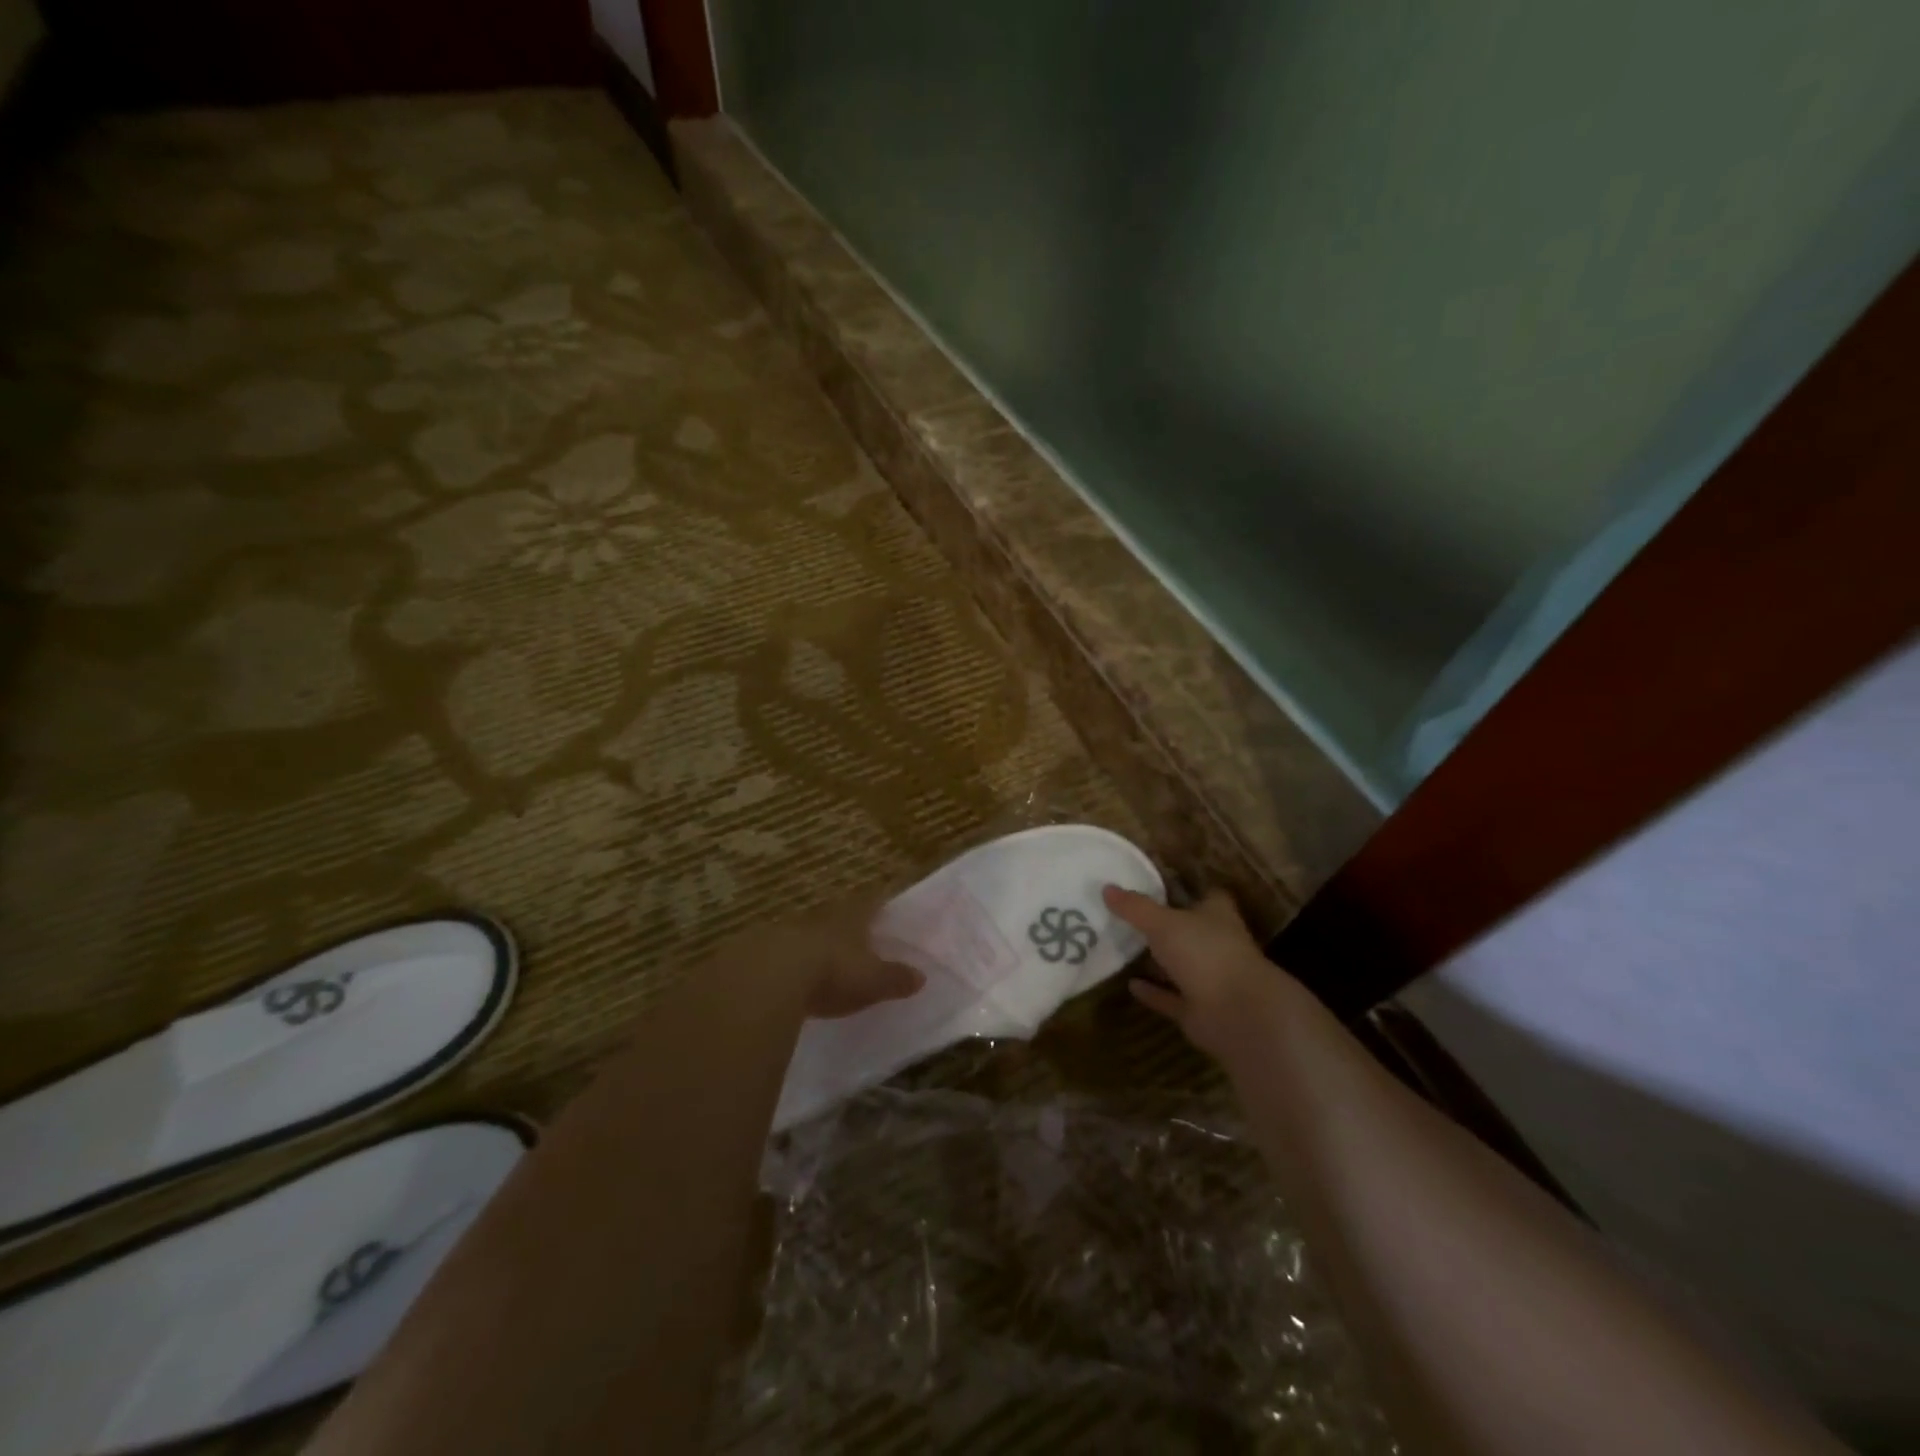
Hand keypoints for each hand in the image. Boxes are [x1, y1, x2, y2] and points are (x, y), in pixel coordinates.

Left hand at [754, 894, 923, 1020]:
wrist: (772, 977)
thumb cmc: (833, 973)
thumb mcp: (872, 980)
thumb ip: (894, 978)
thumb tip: (921, 976)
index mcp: (849, 921)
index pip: (868, 905)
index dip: (876, 903)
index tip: (882, 901)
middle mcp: (819, 921)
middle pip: (834, 917)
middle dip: (842, 924)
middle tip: (851, 933)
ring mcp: (786, 934)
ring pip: (804, 934)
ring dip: (811, 944)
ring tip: (818, 959)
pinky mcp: (757, 954)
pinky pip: (777, 956)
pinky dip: (785, 964)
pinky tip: (785, 978)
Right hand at [1103, 886, 1304, 1061]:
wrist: (1236, 1013)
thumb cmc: (1205, 953)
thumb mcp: (1163, 922)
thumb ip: (1135, 907)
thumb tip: (1106, 887)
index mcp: (1217, 916)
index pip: (1208, 896)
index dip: (1189, 889)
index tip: (1161, 884)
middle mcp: (1217, 945)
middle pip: (1191, 930)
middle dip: (1168, 925)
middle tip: (1131, 916)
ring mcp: (1210, 979)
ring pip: (1181, 966)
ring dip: (1159, 962)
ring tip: (1125, 949)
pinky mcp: (1199, 1010)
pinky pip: (1171, 998)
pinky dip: (1154, 992)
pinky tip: (1130, 985)